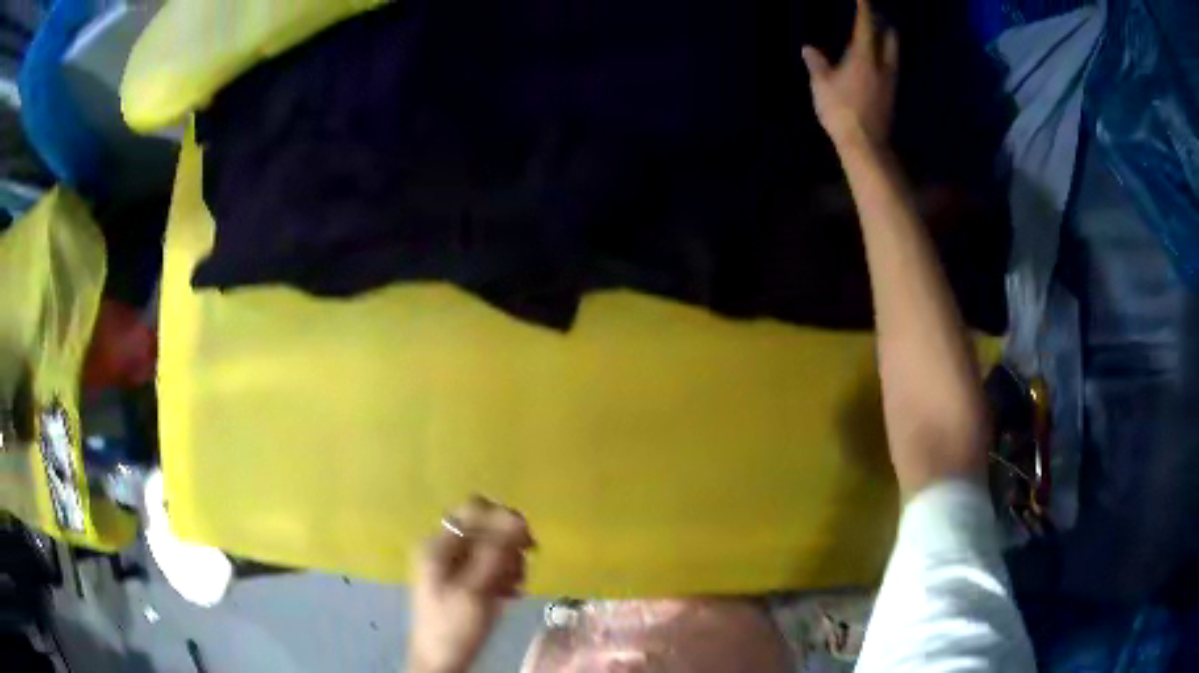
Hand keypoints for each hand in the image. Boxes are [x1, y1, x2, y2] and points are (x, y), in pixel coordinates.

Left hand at [409, 496, 535, 672]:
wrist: (440, 661)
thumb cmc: (455, 627)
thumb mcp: (476, 590)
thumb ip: (495, 553)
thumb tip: (517, 518)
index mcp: (438, 545)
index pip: (475, 510)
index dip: (504, 519)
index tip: (528, 543)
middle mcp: (442, 548)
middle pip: (484, 528)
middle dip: (508, 546)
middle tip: (522, 570)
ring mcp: (450, 565)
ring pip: (490, 547)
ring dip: (508, 563)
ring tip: (515, 587)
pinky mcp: (460, 580)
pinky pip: (488, 565)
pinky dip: (503, 575)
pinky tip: (510, 594)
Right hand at [802, 0, 898, 149]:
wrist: (865, 144)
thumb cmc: (840, 111)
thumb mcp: (821, 85)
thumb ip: (816, 64)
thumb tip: (808, 49)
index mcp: (863, 57)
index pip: (866, 27)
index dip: (865, 10)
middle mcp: (881, 66)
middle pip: (889, 38)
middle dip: (883, 24)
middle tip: (875, 17)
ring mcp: (889, 82)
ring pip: (893, 54)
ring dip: (887, 42)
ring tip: (880, 36)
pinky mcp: (891, 96)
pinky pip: (891, 69)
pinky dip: (886, 59)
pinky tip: (879, 63)